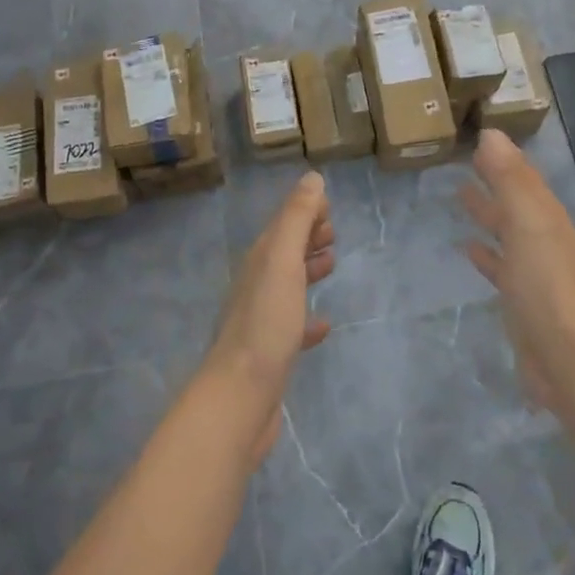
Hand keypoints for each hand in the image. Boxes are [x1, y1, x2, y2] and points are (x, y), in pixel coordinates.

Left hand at [205, 171, 334, 463]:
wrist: (240, 395)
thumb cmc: (265, 322)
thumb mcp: (282, 261)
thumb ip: (296, 219)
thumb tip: (311, 178)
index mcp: (260, 260)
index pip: (282, 224)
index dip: (303, 211)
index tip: (328, 205)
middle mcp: (256, 285)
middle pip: (283, 251)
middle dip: (306, 237)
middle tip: (333, 232)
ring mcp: (261, 320)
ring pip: (287, 284)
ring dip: (307, 270)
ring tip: (331, 264)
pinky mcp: (270, 353)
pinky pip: (292, 326)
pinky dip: (308, 318)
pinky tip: (324, 325)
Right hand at [461, 130, 574, 411]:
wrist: (568, 357)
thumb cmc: (545, 284)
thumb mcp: (526, 223)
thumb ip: (509, 179)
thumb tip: (491, 133)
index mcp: (545, 216)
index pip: (522, 176)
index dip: (502, 157)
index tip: (477, 136)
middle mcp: (542, 238)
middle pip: (515, 201)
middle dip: (494, 180)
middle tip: (464, 159)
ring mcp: (533, 271)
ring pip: (506, 230)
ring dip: (487, 211)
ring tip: (460, 194)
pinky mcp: (520, 300)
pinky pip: (499, 265)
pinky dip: (485, 252)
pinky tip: (468, 248)